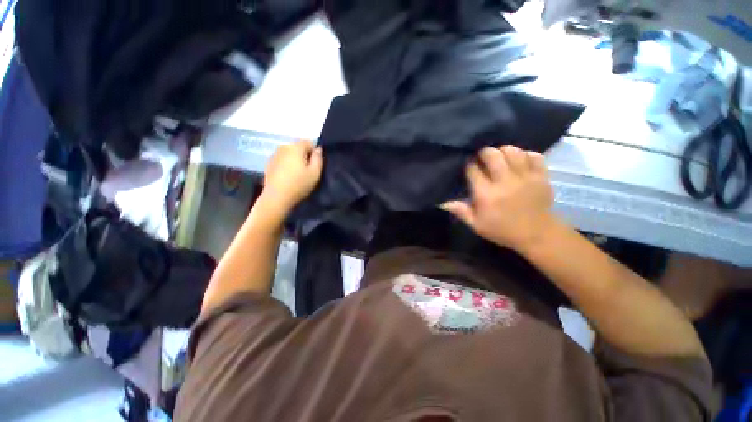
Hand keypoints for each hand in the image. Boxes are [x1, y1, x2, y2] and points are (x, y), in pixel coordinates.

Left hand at [261, 140, 322, 213]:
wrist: (276, 197)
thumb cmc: (299, 184)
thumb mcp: (315, 173)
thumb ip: (318, 159)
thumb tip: (318, 149)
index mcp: (296, 147)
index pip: (309, 142)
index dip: (315, 152)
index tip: (315, 165)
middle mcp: (283, 147)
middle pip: (298, 147)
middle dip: (304, 156)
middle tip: (308, 171)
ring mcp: (274, 155)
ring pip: (289, 153)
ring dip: (295, 160)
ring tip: (298, 174)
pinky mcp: (268, 164)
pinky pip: (282, 160)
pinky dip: (286, 165)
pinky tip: (288, 177)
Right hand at [442, 146, 555, 251]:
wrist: (537, 235)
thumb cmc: (502, 230)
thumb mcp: (477, 225)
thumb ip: (461, 212)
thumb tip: (443, 202)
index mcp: (486, 194)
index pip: (473, 170)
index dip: (469, 165)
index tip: (469, 166)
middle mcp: (504, 182)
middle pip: (492, 155)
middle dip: (484, 153)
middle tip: (482, 158)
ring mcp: (525, 177)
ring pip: (512, 151)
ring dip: (503, 151)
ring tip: (500, 158)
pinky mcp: (541, 176)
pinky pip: (533, 155)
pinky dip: (525, 155)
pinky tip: (519, 161)